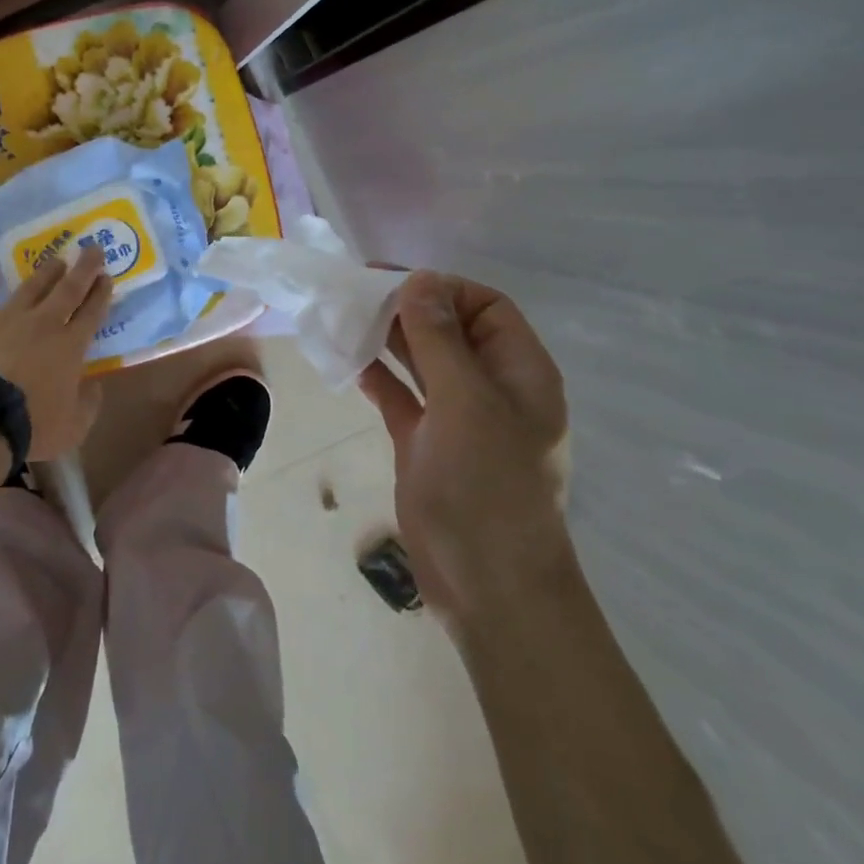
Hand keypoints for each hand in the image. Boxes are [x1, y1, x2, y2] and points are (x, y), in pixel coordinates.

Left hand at [0, 244, 114, 459]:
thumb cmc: (30, 426)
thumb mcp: (73, 427)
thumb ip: (88, 404)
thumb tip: (93, 385)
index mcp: (70, 347)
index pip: (92, 313)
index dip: (101, 293)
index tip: (107, 276)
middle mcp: (42, 323)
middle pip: (67, 289)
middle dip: (83, 268)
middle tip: (92, 248)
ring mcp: (5, 318)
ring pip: (30, 287)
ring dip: (45, 272)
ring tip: (55, 259)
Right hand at [358, 271, 570, 615]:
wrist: (486, 583)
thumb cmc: (487, 486)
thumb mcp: (466, 402)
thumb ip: (440, 339)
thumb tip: (419, 280)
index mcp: (519, 372)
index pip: (487, 308)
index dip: (445, 289)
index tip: (395, 284)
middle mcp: (490, 388)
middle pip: (450, 331)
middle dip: (408, 309)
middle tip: (354, 294)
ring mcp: (456, 418)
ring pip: (421, 362)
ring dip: (388, 340)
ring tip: (343, 319)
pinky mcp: (424, 443)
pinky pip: (400, 396)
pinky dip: (376, 377)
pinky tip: (347, 362)